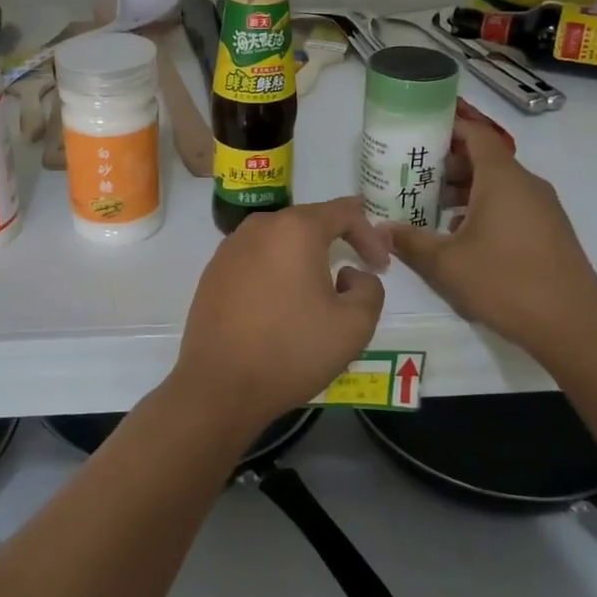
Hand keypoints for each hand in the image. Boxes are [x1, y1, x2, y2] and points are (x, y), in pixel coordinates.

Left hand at [175, 197, 390, 432]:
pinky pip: (256, 258)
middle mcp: (260, 226)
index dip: (370, 234)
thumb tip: (349, 274)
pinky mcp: (214, 271)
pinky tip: (282, 302)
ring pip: (280, 240)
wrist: (218, 385)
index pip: (344, 211)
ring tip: (321, 288)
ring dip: (305, 256)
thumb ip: (370, 288)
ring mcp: (231, 247)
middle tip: (358, 270)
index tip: (382, 265)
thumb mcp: (354, 325)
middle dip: (339, 240)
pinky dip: (277, 270)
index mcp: (296, 229)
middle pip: (309, 221)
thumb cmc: (291, 350)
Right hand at [390, 119, 596, 355]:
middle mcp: (526, 184)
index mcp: (502, 179)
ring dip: (465, 190)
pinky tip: (463, 237)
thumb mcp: (446, 264)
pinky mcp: (551, 231)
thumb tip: (381, 230)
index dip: (447, 127)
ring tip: (431, 208)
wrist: (574, 328)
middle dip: (448, 164)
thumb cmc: (506, 283)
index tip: (417, 133)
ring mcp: (544, 208)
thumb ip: (410, 242)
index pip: (475, 134)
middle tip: (413, 177)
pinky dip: (485, 208)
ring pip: (498, 184)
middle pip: (484, 158)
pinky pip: (512, 205)